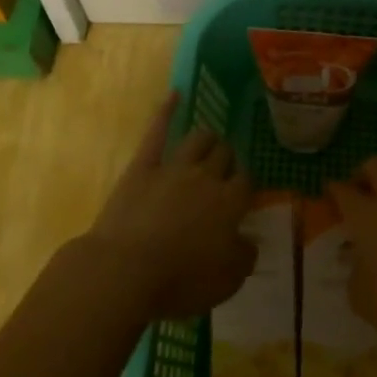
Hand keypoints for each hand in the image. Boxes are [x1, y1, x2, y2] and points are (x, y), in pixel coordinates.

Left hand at [85, 93, 256, 320]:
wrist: (126, 270)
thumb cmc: (180, 281)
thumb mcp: (226, 281)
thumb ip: (244, 257)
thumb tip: (250, 241)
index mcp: (230, 203)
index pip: (246, 181)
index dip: (246, 184)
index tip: (243, 192)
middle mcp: (206, 177)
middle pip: (224, 155)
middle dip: (227, 158)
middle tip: (224, 168)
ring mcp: (173, 167)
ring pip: (198, 139)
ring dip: (207, 139)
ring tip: (209, 141)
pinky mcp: (143, 167)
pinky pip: (157, 132)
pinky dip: (166, 110)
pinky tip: (174, 95)